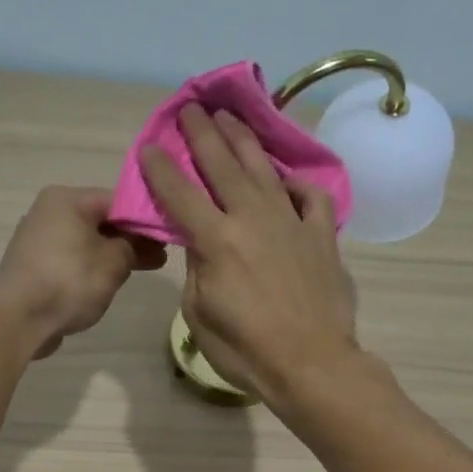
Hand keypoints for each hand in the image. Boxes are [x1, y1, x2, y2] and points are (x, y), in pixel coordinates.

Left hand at [0, 186, 165, 358]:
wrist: (19, 319)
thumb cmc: (70, 280)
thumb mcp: (114, 261)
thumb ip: (133, 246)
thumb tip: (138, 243)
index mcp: (66, 199)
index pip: (117, 199)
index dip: (145, 217)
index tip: (167, 235)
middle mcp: (48, 212)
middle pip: (100, 220)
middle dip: (132, 238)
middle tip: (162, 255)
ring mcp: (38, 241)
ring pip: (87, 242)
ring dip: (114, 254)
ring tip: (144, 269)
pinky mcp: (35, 268)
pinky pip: (73, 261)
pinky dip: (93, 268)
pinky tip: (111, 282)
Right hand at [140, 105, 358, 405]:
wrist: (312, 363)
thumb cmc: (246, 350)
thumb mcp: (200, 315)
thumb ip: (197, 270)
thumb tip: (200, 243)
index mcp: (217, 240)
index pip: (179, 193)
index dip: (160, 167)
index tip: (149, 146)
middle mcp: (252, 219)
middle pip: (222, 165)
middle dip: (202, 133)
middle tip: (191, 108)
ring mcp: (292, 223)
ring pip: (264, 170)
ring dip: (244, 141)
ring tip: (230, 119)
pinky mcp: (322, 236)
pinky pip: (312, 198)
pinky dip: (299, 184)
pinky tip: (288, 180)